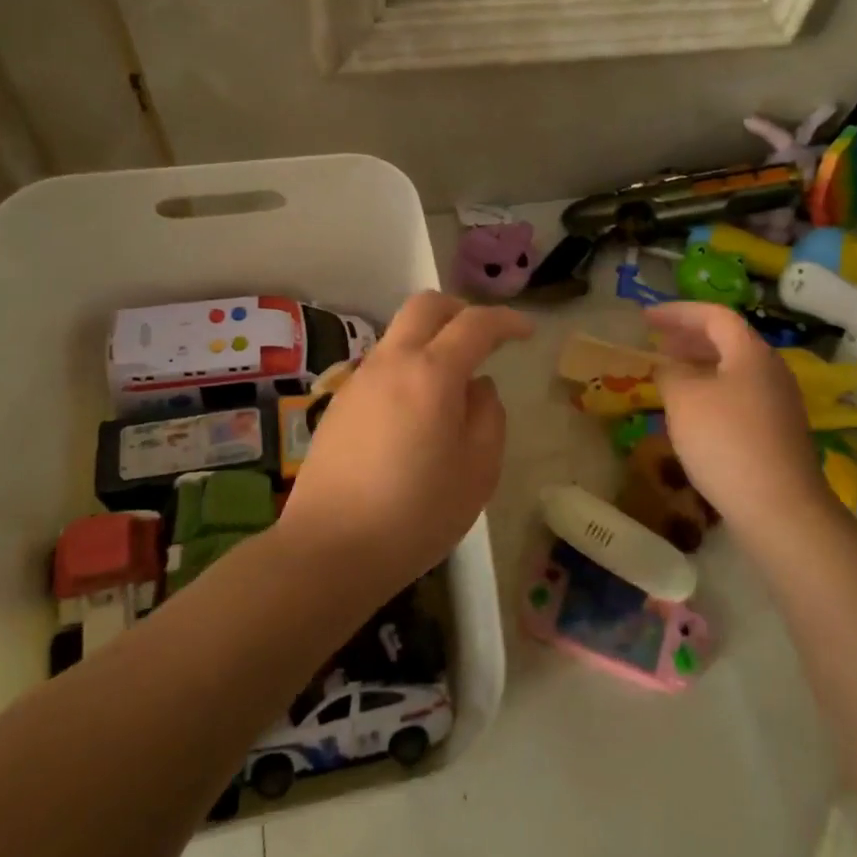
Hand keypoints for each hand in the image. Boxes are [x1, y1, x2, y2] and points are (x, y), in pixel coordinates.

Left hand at [283, 291, 532, 580]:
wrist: (329, 549)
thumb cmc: (416, 514)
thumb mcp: (478, 471)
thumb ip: (488, 416)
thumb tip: (477, 387)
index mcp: (431, 373)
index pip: (475, 324)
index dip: (506, 321)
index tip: (526, 333)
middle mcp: (391, 363)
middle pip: (425, 306)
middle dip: (461, 311)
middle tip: (484, 339)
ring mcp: (358, 381)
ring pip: (400, 335)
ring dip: (431, 342)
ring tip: (452, 390)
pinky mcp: (339, 404)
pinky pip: (382, 367)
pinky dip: (408, 370)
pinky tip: (416, 417)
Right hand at [645, 302, 834, 545]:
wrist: (779, 508)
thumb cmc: (726, 442)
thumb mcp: (684, 400)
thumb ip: (670, 373)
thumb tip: (669, 368)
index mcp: (751, 352)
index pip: (714, 315)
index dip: (677, 312)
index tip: (646, 318)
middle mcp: (771, 370)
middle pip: (728, 340)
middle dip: (689, 337)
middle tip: (657, 343)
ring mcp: (779, 402)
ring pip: (734, 370)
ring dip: (700, 365)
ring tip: (670, 375)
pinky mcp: (778, 432)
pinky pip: (739, 395)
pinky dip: (712, 391)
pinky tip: (693, 413)